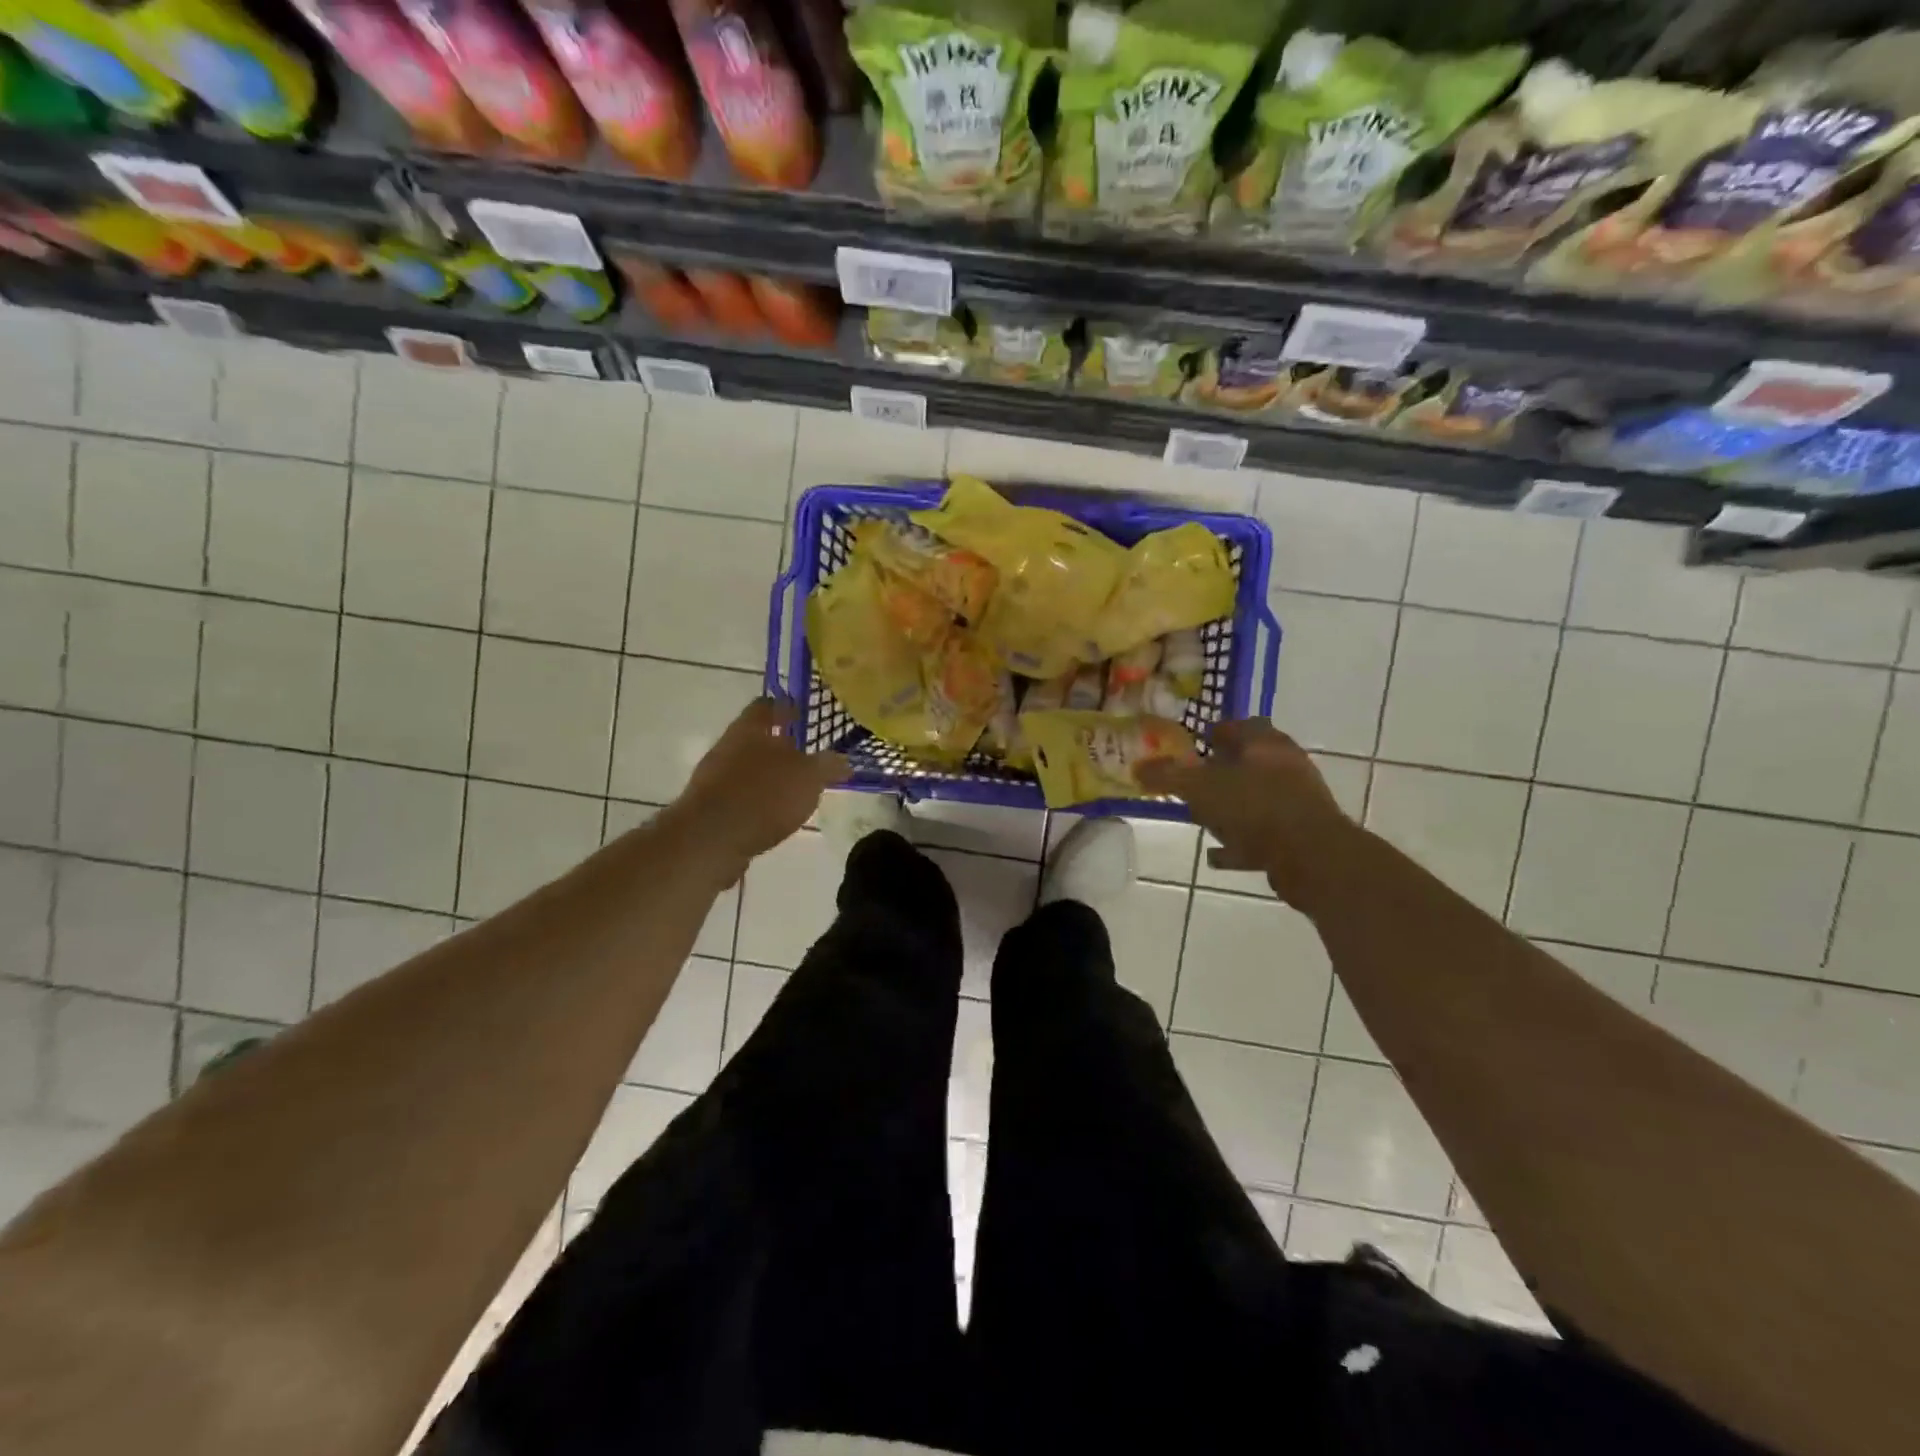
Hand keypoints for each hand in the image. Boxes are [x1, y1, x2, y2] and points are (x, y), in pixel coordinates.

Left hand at [673, 699, 848, 876]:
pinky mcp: (708, 806)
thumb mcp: (809, 778)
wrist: (710, 838)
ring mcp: (713, 776)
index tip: (802, 713)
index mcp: (751, 728)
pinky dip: (755, 801)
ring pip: (746, 767)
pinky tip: (772, 816)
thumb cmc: (764, 795)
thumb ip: (827, 766)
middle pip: (755, 737)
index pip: (768, 705)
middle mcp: (728, 745)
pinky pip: (738, 796)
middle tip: (804, 756)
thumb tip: (843, 761)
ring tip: (792, 790)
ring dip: (767, 776)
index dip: (786, 707)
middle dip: (778, 746)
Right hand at [1136, 719, 1351, 907]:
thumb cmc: (1254, 807)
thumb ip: (1168, 776)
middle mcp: (1286, 765)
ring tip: (1202, 818)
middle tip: (1193, 782)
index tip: (1192, 747)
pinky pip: (1262, 833)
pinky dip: (1240, 841)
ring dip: (1230, 807)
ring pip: (1256, 797)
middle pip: (1248, 762)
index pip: (1239, 725)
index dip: (1214, 733)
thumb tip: (1137, 767)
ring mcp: (1297, 800)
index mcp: (1265, 743)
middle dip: (1220, 771)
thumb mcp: (1199, 788)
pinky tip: (1217, 853)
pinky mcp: (1301, 834)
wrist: (1312, 857)